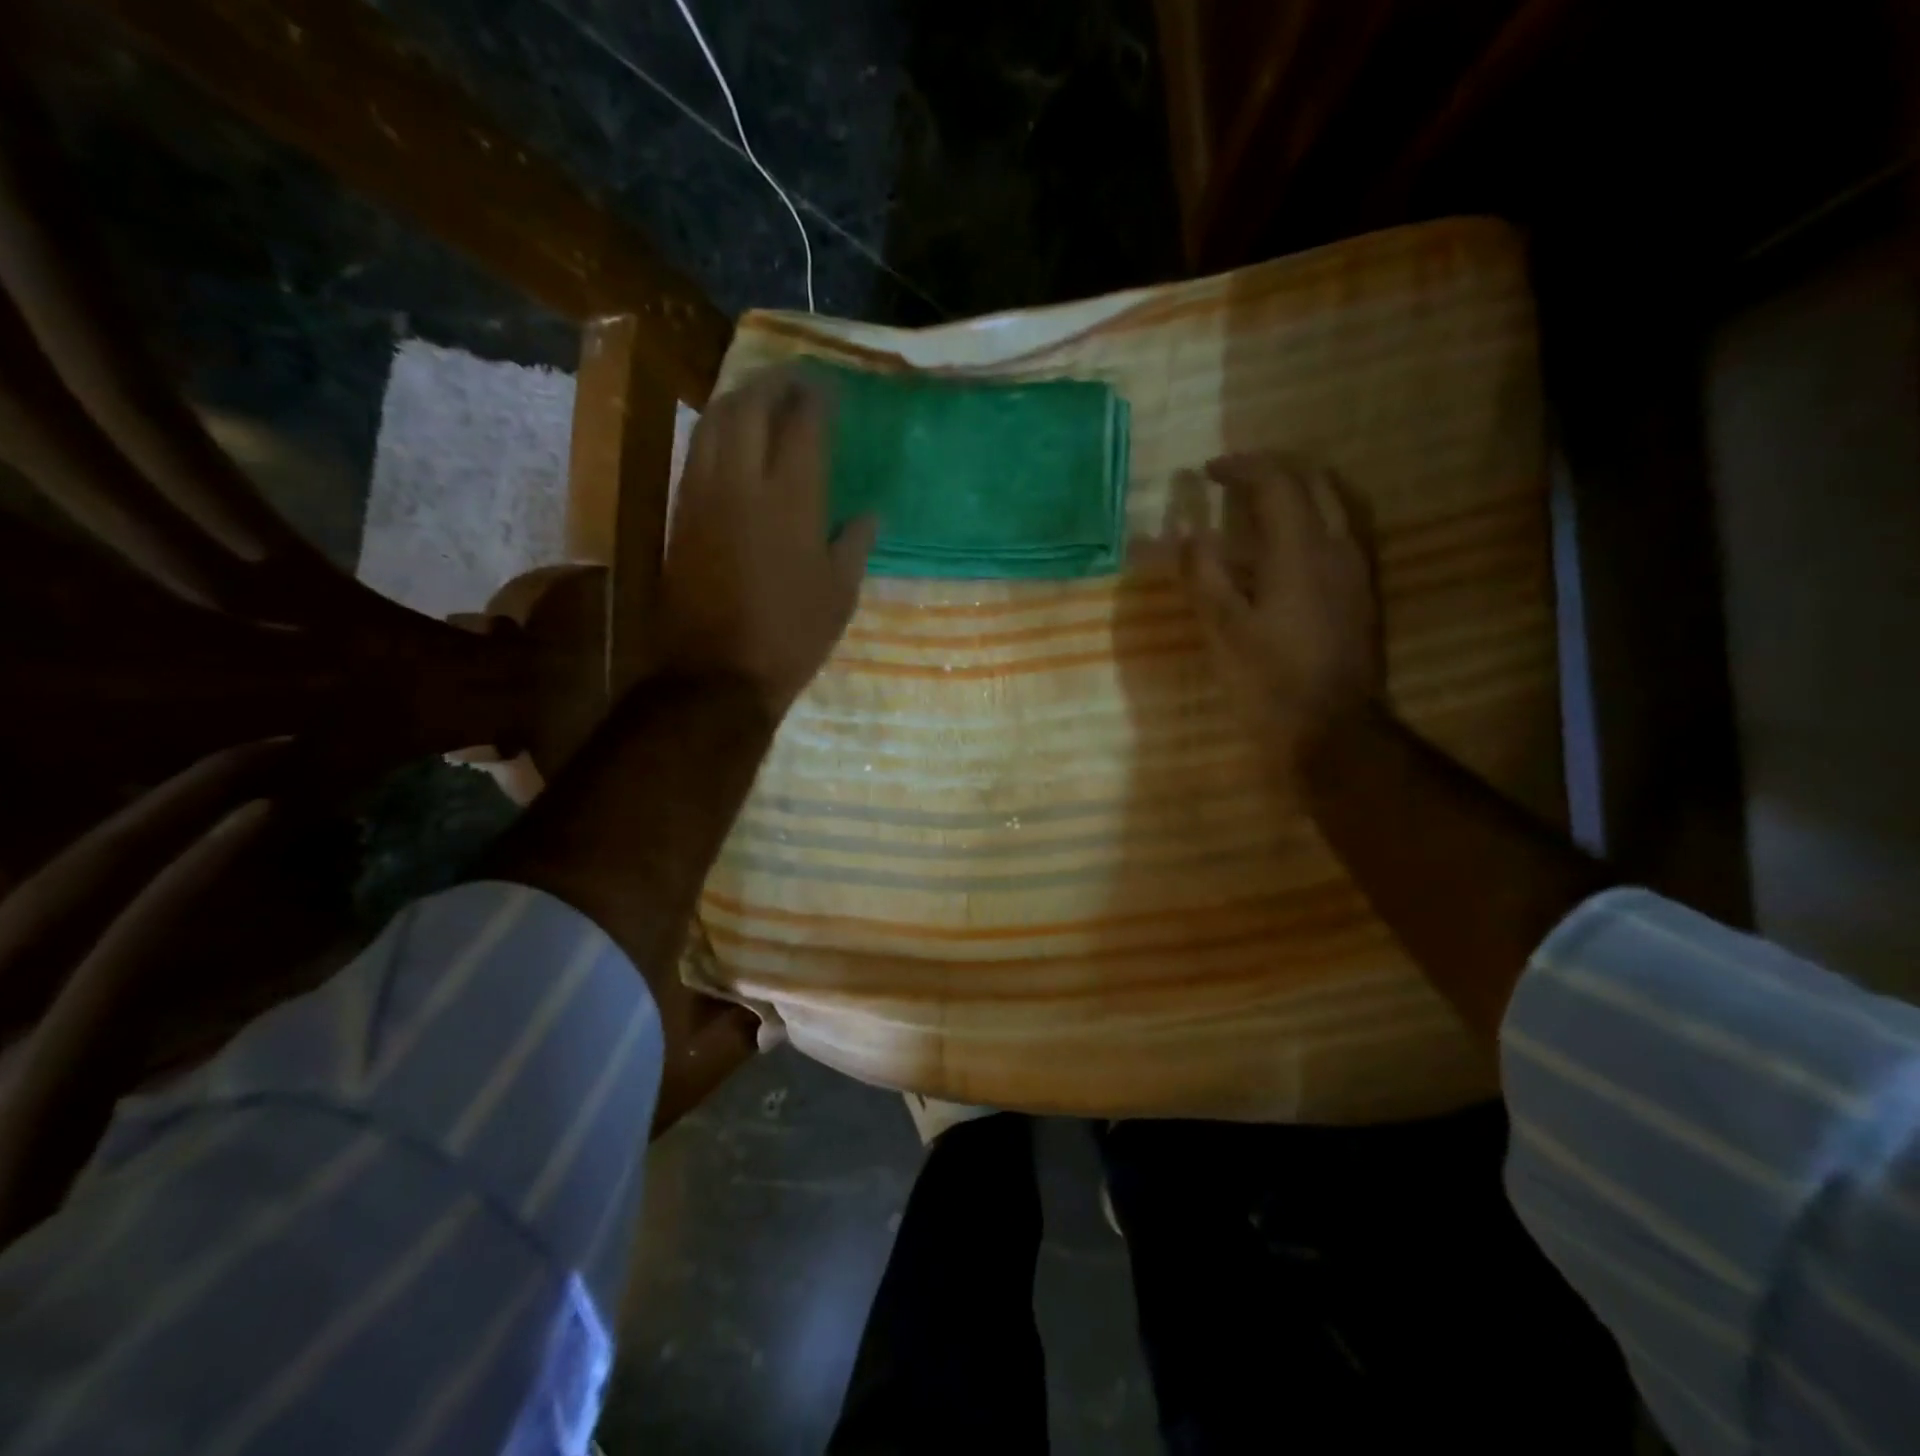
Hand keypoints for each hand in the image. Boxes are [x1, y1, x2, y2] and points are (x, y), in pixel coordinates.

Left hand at [661, 367, 877, 713]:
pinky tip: (731, 435)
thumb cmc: (790, 636)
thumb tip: (869, 513)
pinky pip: (698, 450)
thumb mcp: (838, 595)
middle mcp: (742, 481)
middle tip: (795, 381)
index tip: (830, 389)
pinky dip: (717, 429)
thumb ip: (854, 544)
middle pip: (751, 406)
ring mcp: (704, 493)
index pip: (803, 424)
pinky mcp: (681, 512)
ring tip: (762, 396)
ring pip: (715, 421)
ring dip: (740, 398)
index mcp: (791, 499)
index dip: (816, 399)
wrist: (717, 672)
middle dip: (774, 384)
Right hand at [1180, 453, 1381, 771]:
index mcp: (1299, 550)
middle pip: (1315, 480)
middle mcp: (1336, 546)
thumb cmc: (1270, 679)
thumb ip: (1204, 575)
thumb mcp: (1222, 629)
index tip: (1208, 471)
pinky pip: (1341, 531)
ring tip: (1261, 503)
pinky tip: (1289, 546)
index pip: (1275, 482)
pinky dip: (1312, 518)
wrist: (1334, 727)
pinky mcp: (1362, 592)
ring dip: (1298, 490)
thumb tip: (1190, 534)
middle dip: (1274, 468)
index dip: (1240, 467)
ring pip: (1335, 503)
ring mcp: (1356, 569)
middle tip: (1236, 476)